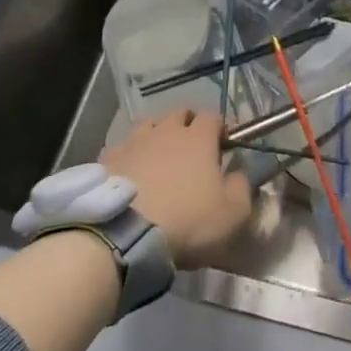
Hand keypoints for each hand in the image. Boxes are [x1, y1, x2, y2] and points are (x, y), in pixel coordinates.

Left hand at [101, 107, 253, 268]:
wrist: (125, 236)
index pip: (213, 116)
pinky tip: (132, 175)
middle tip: (193, 148)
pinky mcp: (107, 160)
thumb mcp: (233, 212)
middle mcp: (166, 130)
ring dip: (158, 135)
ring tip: (160, 158)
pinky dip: (132, 156)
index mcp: (198, 137)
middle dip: (189, 124)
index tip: (226, 144)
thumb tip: (239, 174)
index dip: (221, 128)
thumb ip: (242, 187)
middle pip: (180, 114)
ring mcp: (133, 142)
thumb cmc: (187, 220)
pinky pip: (124, 148)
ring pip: (149, 126)